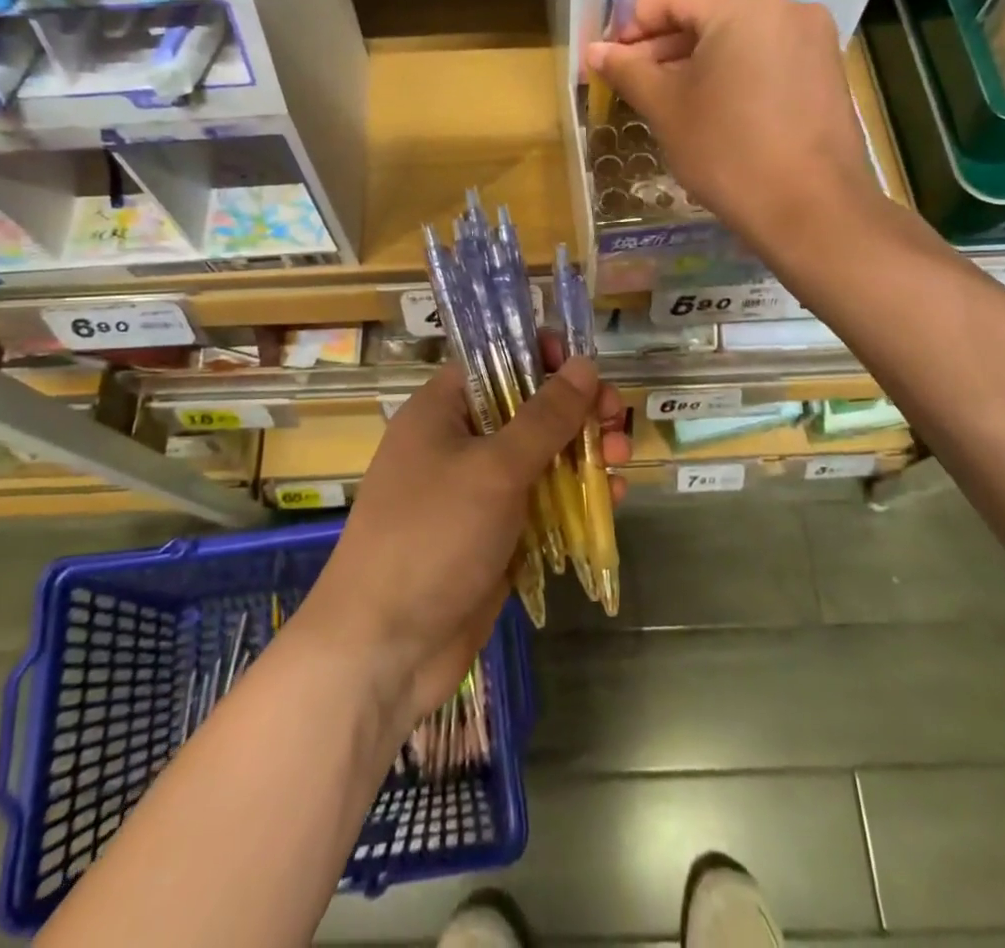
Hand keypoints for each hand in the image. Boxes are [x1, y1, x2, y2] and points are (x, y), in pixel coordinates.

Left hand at [298, 351, 628, 727]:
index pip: (495, 362)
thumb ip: (544, 417)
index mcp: (442, 411)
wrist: (384, 648)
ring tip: (620, 457)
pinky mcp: (493, 536)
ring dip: (581, 454)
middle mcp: (457, 443)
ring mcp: (475, 493)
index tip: (584, 366)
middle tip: (615, 418)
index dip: (540, 357)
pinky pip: (539, 504)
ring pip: (538, 458)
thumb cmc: (433, 536)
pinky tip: (610, 498)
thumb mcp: (494, 468)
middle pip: (525, 410)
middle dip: (574, 411)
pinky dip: (572, 498)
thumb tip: (582, 365)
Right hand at [589, 0, 884, 254]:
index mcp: (743, 8)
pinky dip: (733, 74)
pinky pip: (766, 58)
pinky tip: (714, 110)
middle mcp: (785, 9)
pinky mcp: (826, 72)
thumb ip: (628, 71)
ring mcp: (813, 40)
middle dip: (664, 47)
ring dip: (697, 62)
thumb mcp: (666, 109)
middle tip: (633, 85)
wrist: (811, 210)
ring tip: (669, 101)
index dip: (633, 25)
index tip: (610, 60)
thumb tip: (595, 50)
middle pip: (708, 14)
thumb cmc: (727, 152)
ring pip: (738, 38)